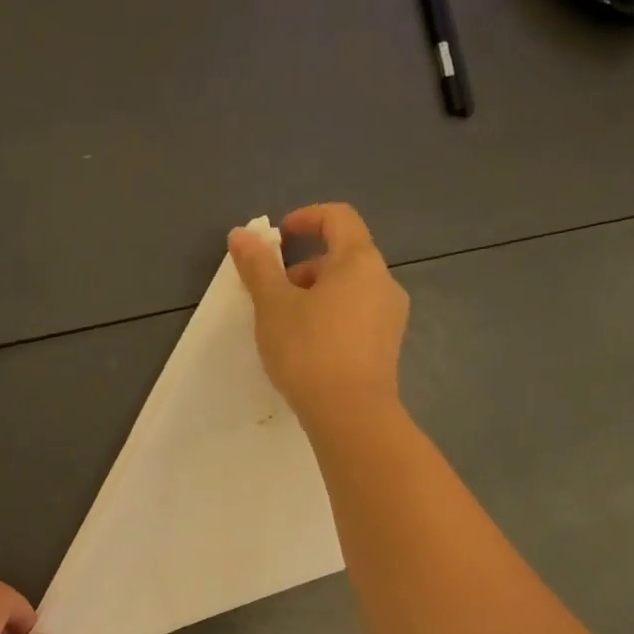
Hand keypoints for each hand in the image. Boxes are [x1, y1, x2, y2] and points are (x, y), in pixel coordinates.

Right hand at [228, 202, 409, 433]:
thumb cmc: (309, 351)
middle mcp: (383, 281)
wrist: (351, 415)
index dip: (307, 218)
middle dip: (306, 267)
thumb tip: (241, 234)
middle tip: (275, 294)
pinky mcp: (388, 347)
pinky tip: (311, 349)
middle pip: (344, 256)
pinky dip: (334, 318)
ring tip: (288, 326)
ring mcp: (391, 316)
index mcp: (359, 261)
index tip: (279, 237)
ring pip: (351, 290)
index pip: (339, 217)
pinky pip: (359, 317)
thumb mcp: (273, 306)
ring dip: (318, 295)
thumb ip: (258, 267)